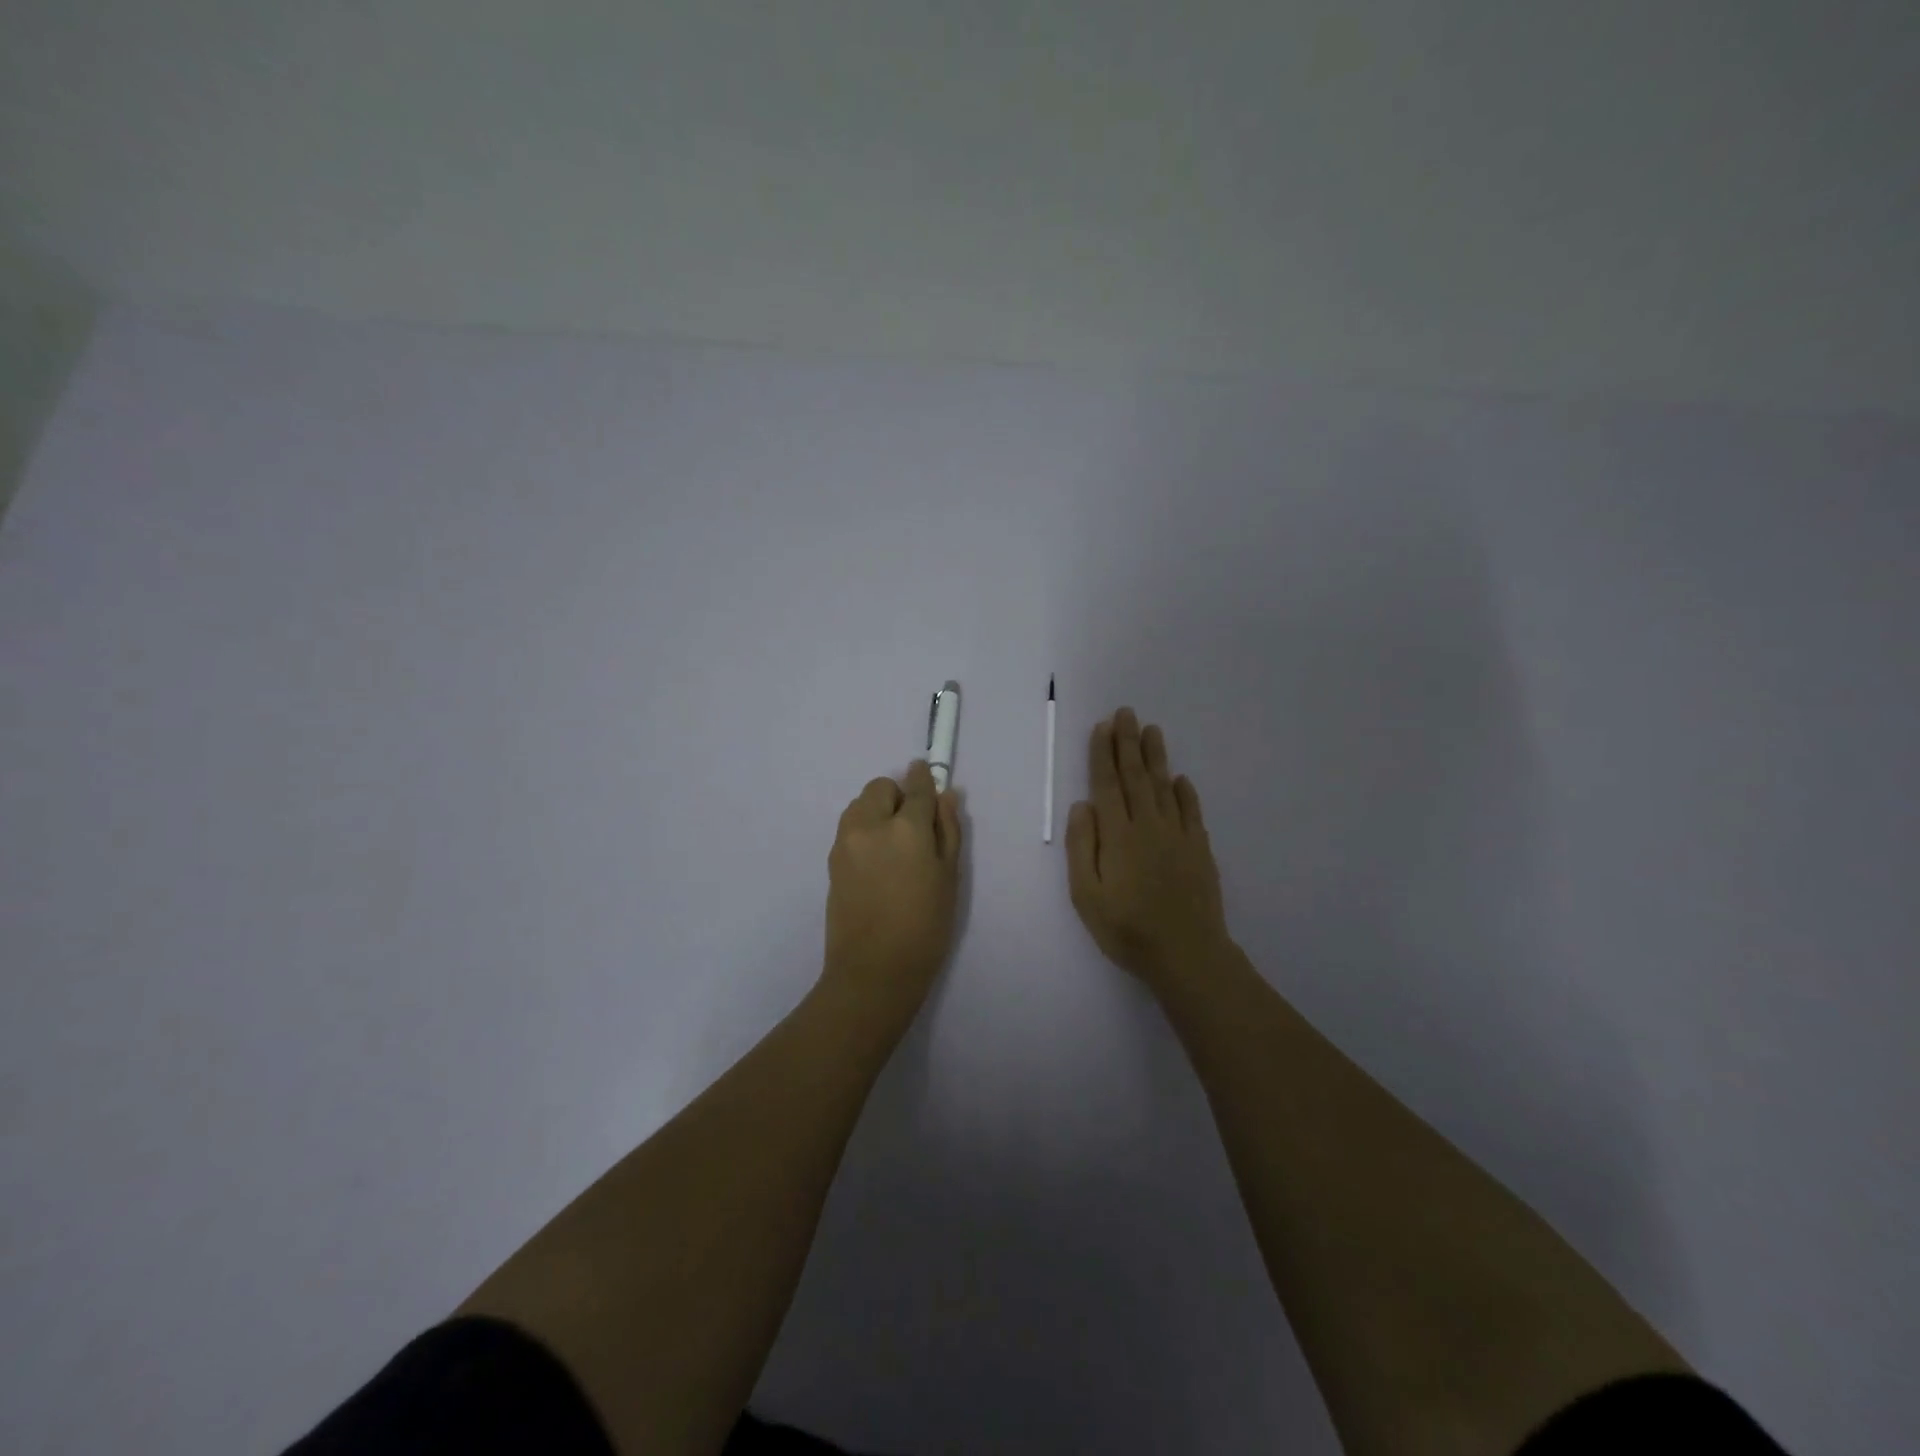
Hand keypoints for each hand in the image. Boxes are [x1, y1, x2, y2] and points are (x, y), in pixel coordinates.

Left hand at [822, 760, 963, 1023]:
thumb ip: (948, 830)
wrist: (874, 970)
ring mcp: (845, 841)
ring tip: (894, 845)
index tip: (928, 773)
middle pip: (881, 787)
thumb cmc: (925, 927)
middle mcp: (870, 825)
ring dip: (877, 810)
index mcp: (906, 828)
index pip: (916, 788)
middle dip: (898, 795)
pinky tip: (878, 862)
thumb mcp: (949, 877)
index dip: (924, 778)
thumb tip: (946, 795)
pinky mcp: (832, 859)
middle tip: (914, 826)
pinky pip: (850, 827)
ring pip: (860, 804)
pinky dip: (864, 829)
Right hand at [1066, 708, 1230, 993]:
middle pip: (1135, 776)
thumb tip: (1082, 805)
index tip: (1102, 727)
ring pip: (1164, 786)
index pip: (1107, 784)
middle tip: (1127, 713)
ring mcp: (1178, 835)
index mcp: (1118, 835)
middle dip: (1128, 742)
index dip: (1103, 753)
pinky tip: (1180, 779)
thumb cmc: (1126, 929)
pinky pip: (1191, 811)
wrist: (1187, 953)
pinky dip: (1184, 791)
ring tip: (1152, 730)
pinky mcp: (1199, 849)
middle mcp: (1148, 825)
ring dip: (1156, 757)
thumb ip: (1082, 847)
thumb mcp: (1086, 895)